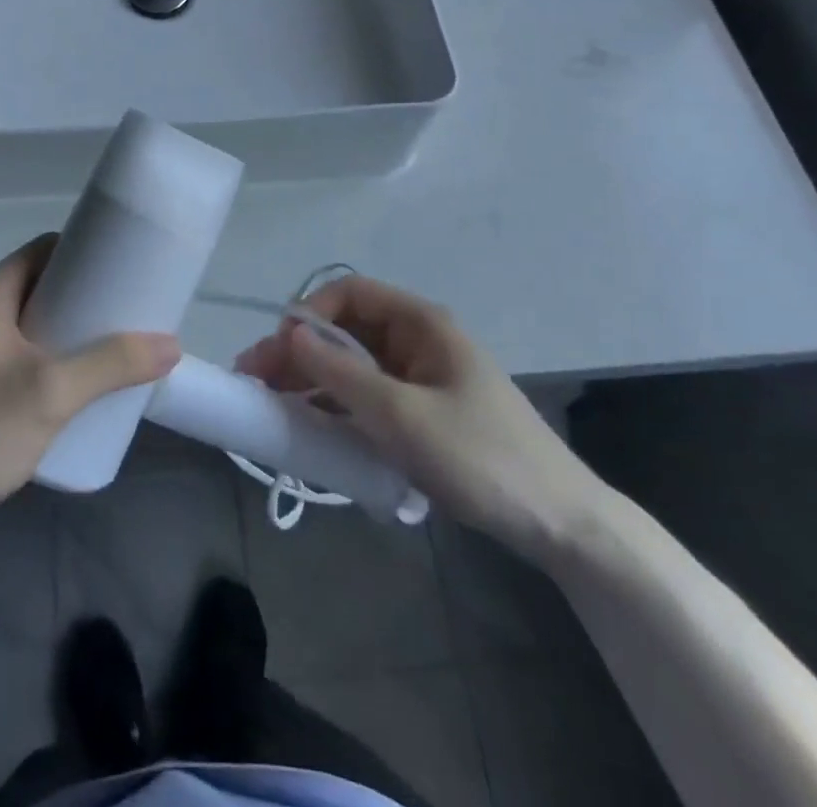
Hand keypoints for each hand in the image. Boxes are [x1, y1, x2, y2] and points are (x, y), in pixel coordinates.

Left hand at [0, 234, 179, 538]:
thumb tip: (170, 344)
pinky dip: (55, 362)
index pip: (49, 249)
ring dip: (74, 334)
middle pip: (46, 287)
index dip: (90, 252)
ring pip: (36, 326)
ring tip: (115, 354)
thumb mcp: (49, 392)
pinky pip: (25, 358)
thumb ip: (110, 365)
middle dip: (89, 299)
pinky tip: (78, 391)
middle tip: (131, 318)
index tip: (129, 269)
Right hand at [235, 274, 607, 561]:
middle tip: (255, 377)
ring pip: (353, 363)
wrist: (561, 523)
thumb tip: (290, 333)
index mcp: (421, 324)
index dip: (309, 313)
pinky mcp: (422, 412)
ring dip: (311, 377)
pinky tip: (308, 423)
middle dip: (300, 349)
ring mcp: (421, 378)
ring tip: (269, 401)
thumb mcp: (403, 416)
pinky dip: (336, 403)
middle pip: (346, 329)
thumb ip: (341, 373)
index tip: (279, 348)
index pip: (351, 293)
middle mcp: (418, 341)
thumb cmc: (481, 457)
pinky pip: (368, 395)